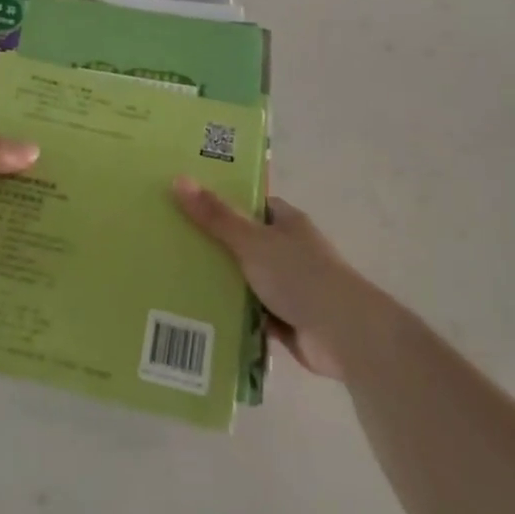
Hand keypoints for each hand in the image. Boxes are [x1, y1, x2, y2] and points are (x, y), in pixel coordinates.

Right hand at [172, 180, 380, 381]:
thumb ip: (216, 215)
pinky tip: (198, 313)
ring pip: (245, 278)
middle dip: (214, 245)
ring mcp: (289, 286)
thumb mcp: (251, 241)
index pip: (251, 205)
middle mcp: (289, 250)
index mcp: (287, 223)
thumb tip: (178, 179)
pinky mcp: (285, 320)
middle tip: (170, 242)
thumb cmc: (299, 275)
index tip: (187, 203)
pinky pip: (249, 311)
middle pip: (244, 242)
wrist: (344, 334)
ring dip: (221, 282)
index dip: (222, 202)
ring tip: (174, 277)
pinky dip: (231, 313)